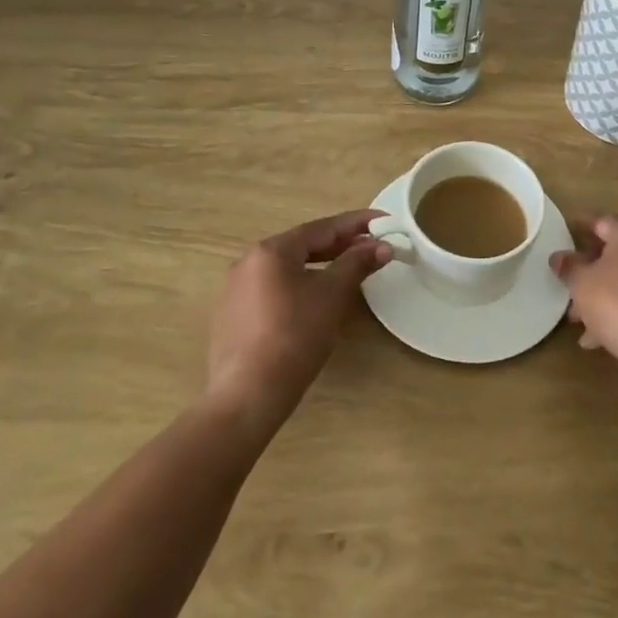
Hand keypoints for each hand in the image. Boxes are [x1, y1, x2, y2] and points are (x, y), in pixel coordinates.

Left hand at [206, 209, 389, 436]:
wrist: (247, 396)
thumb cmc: (294, 337)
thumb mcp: (332, 296)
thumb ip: (357, 264)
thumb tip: (382, 245)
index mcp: (271, 250)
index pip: (321, 228)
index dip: (356, 223)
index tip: (384, 221)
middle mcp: (248, 261)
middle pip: (302, 246)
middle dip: (339, 245)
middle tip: (371, 246)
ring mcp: (236, 290)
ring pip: (287, 268)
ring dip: (320, 266)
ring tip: (349, 271)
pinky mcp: (233, 316)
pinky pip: (273, 289)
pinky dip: (299, 286)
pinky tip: (315, 300)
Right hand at [551, 214, 617, 374]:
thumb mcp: (582, 284)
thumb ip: (568, 267)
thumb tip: (559, 257)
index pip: (600, 221)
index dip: (579, 227)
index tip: (562, 235)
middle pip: (613, 251)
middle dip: (587, 269)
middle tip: (566, 283)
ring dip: (600, 294)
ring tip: (577, 319)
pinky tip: (597, 337)